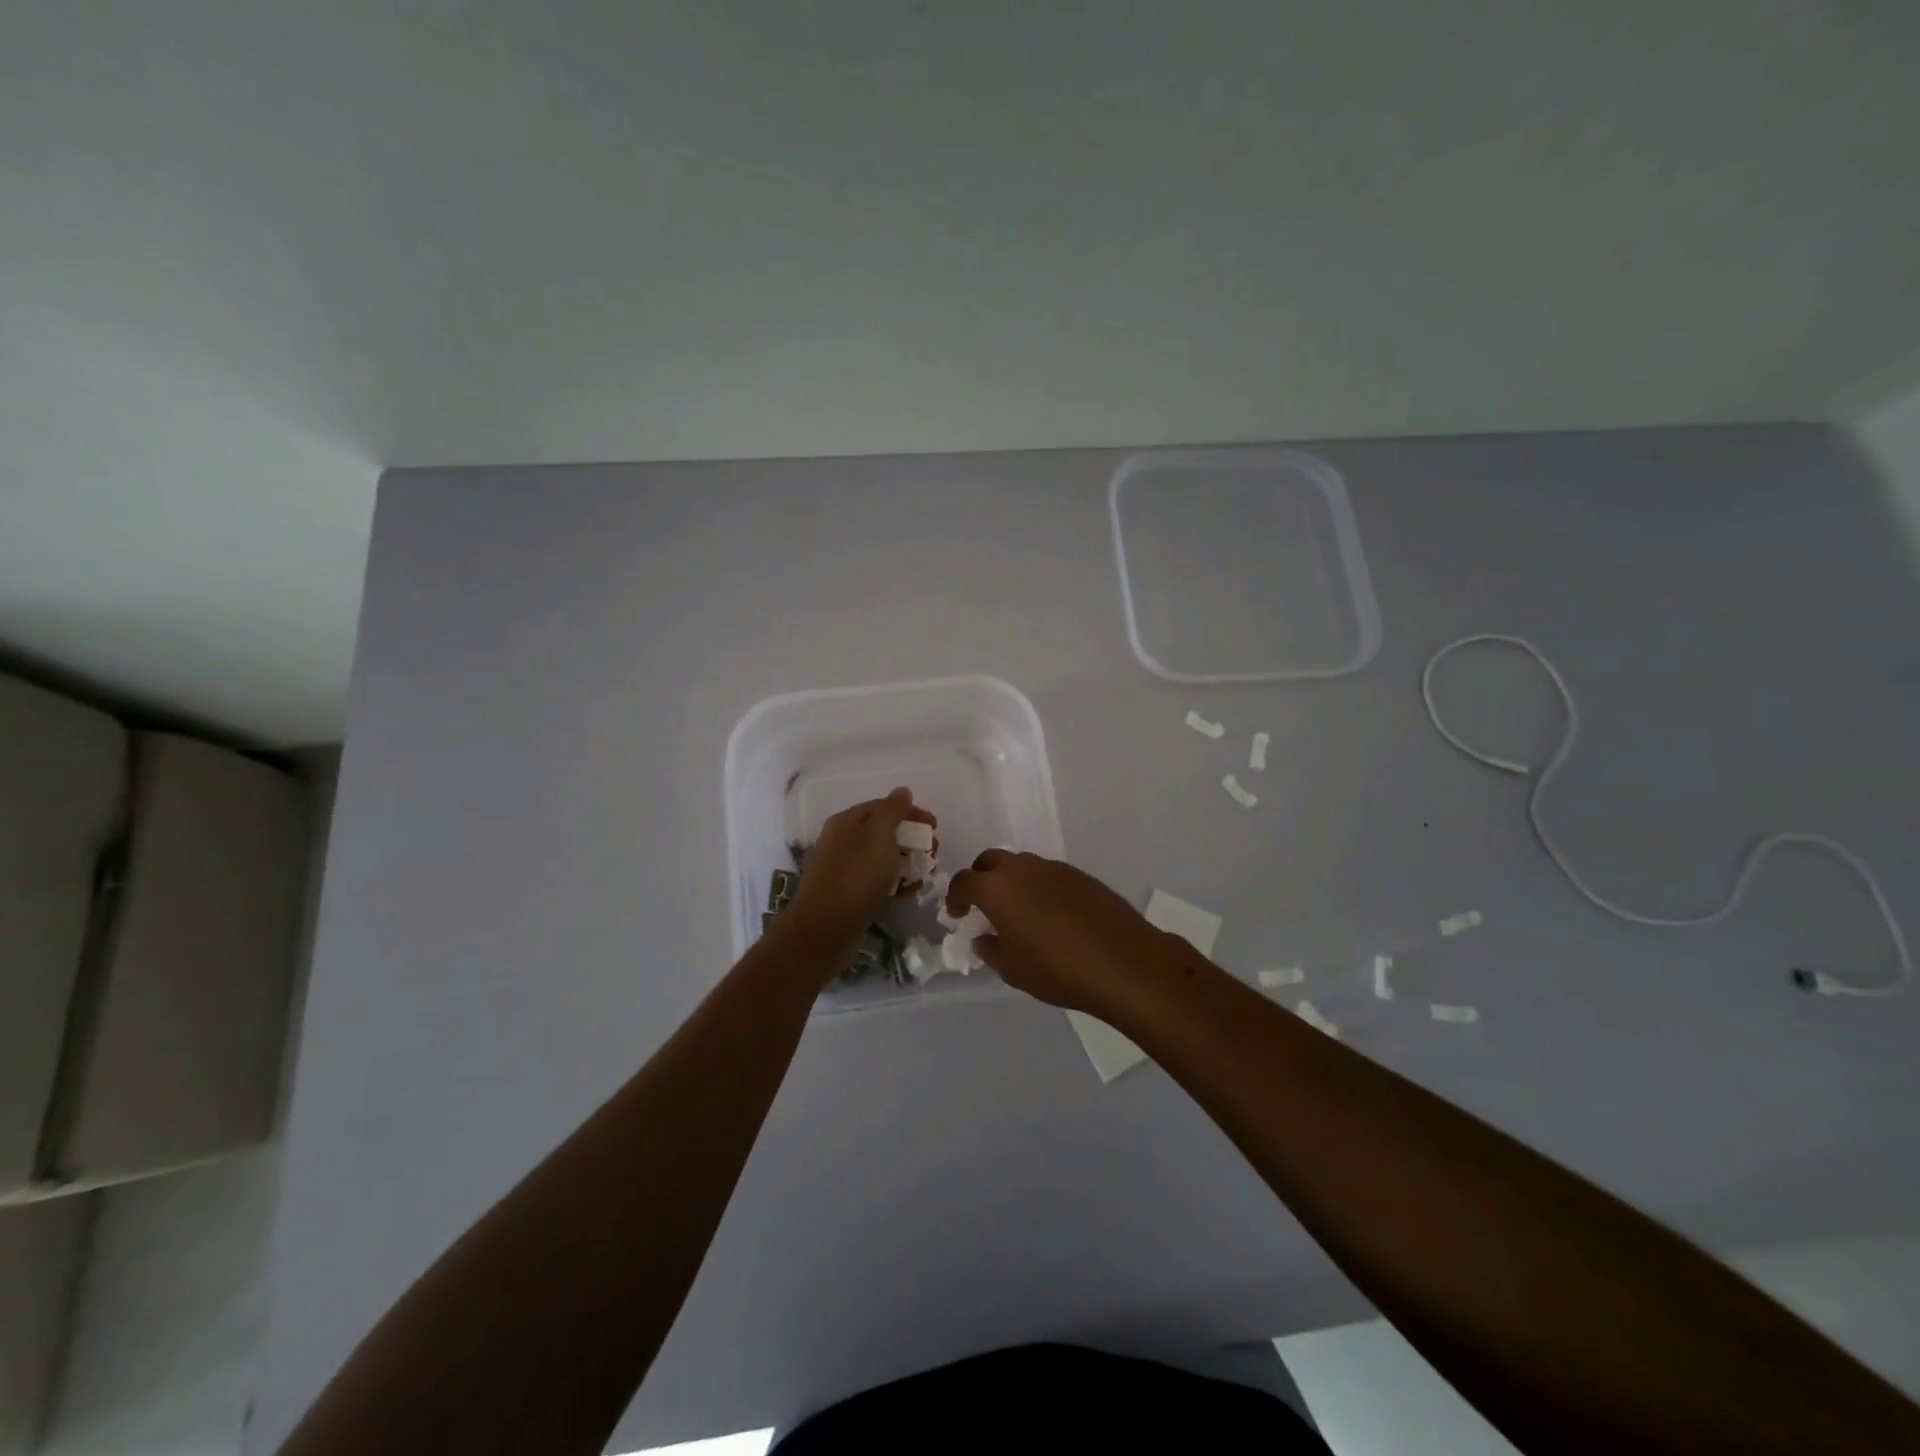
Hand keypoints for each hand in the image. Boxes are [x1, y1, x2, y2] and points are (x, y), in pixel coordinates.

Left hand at [788, 788, 935, 939]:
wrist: (826, 928)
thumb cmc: (856, 874)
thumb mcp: (879, 834)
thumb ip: (893, 810)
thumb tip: (902, 791)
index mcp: (847, 821)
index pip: (883, 806)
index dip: (911, 812)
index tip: (935, 826)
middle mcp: (843, 841)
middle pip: (885, 833)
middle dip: (913, 840)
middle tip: (934, 853)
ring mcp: (845, 870)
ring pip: (883, 859)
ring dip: (908, 863)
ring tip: (925, 875)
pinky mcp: (850, 895)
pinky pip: (878, 882)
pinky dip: (896, 884)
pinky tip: (910, 893)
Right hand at [946, 850, 1195, 1019]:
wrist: (1122, 961)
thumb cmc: (1057, 969)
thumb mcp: (1013, 969)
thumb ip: (991, 949)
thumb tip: (984, 937)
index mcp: (997, 888)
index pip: (964, 881)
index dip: (955, 897)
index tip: (956, 914)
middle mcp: (1022, 868)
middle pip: (991, 860)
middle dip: (981, 878)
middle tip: (982, 904)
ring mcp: (1054, 868)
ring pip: (1022, 864)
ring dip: (1012, 881)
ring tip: (1018, 911)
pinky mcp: (1081, 875)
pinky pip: (1048, 874)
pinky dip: (1039, 887)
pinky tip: (1050, 914)